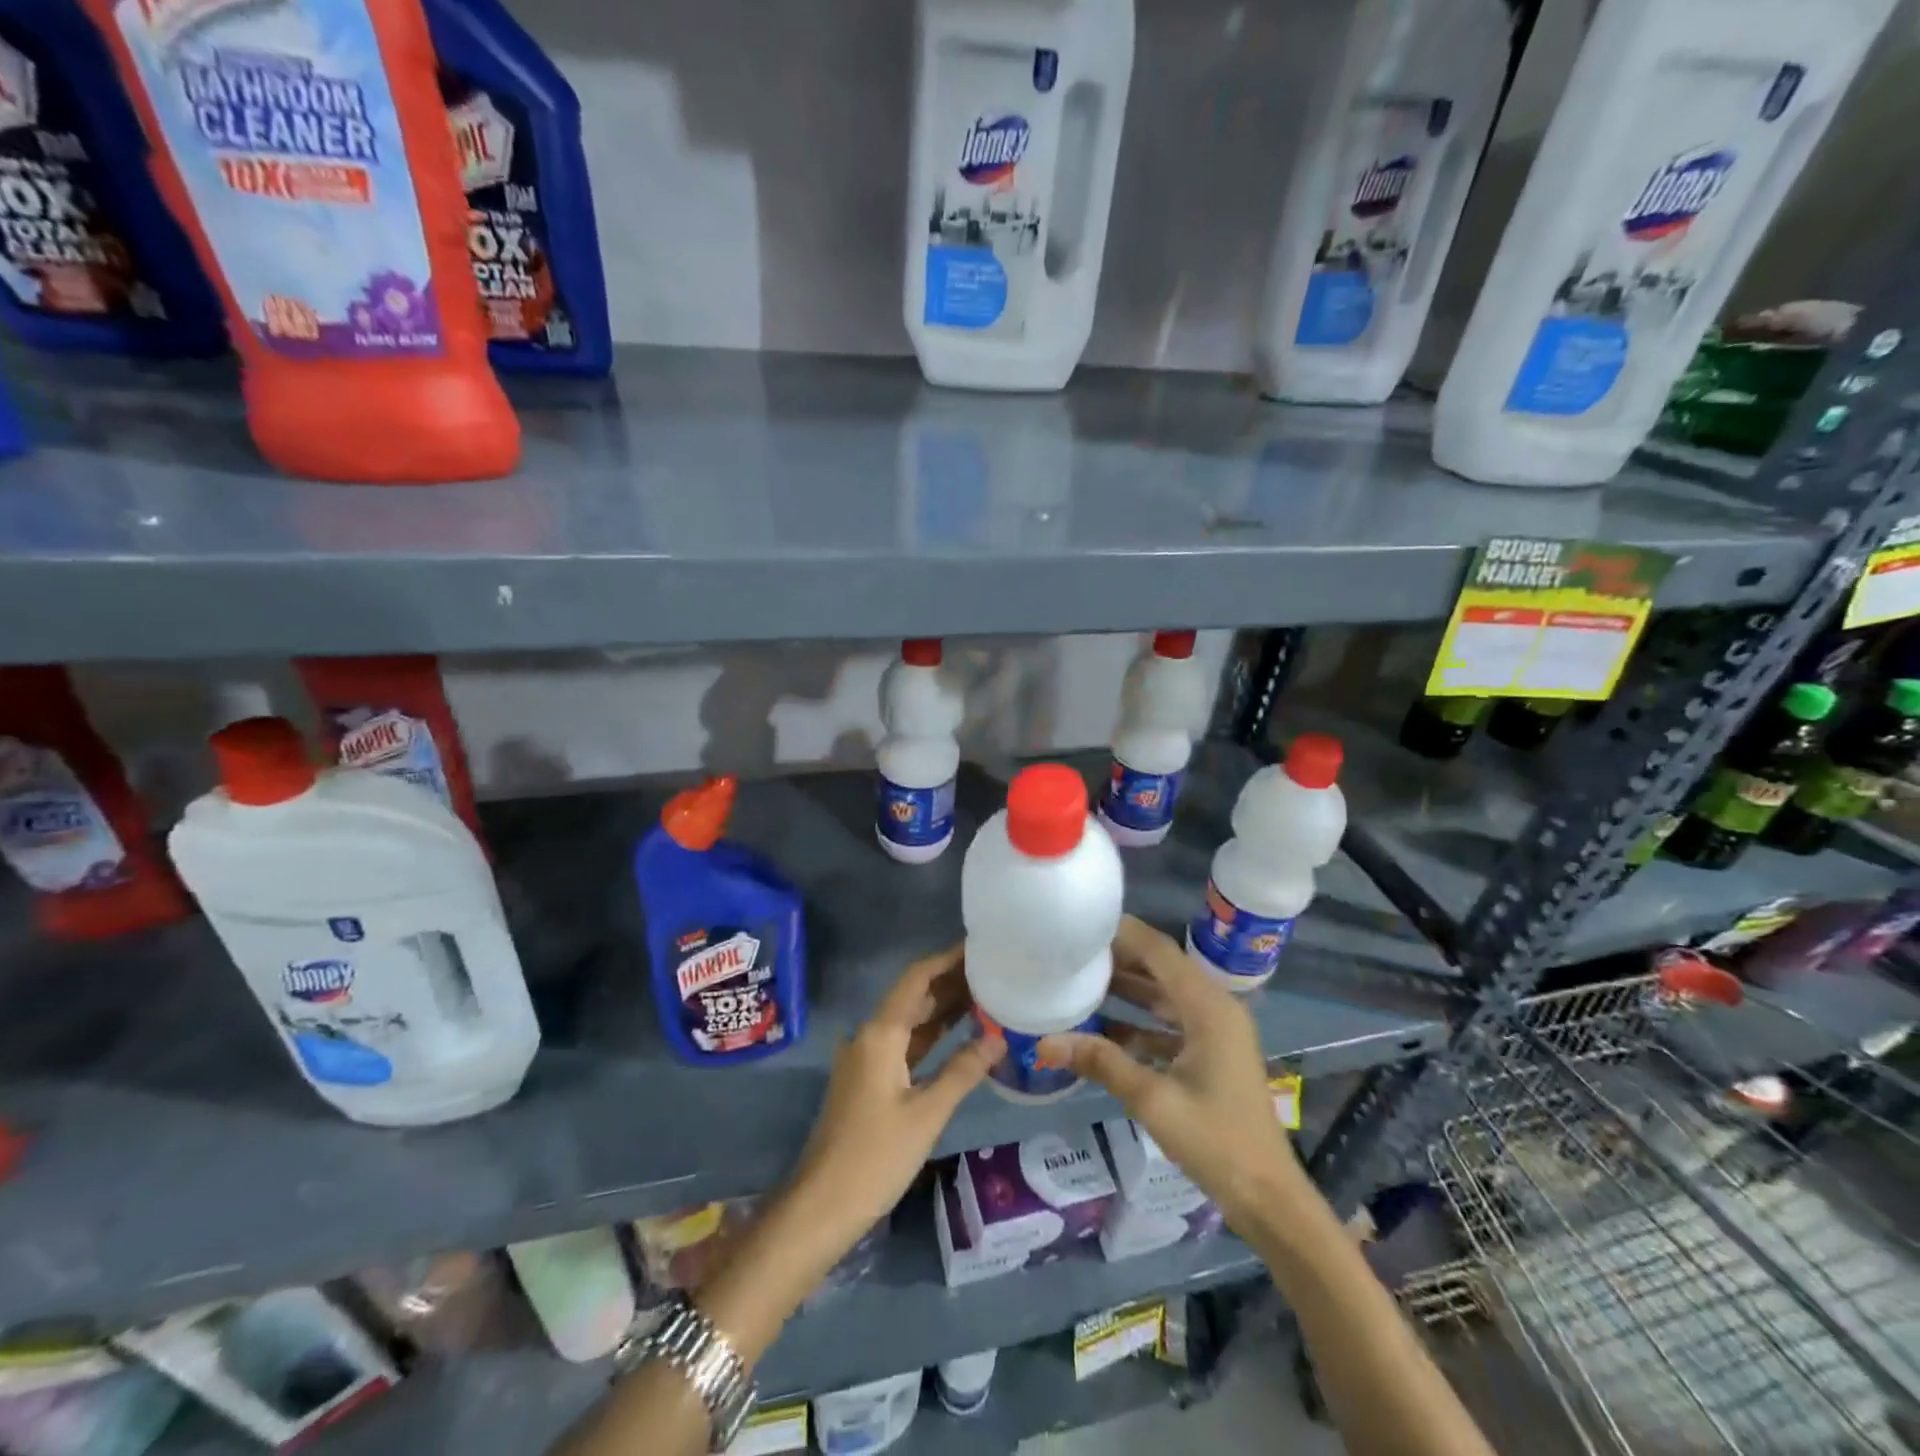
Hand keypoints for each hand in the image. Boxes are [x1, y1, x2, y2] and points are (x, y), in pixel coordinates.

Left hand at [786, 943, 1004, 1251]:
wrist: (822, 1206)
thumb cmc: (875, 1157)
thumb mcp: (926, 1113)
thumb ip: (963, 1070)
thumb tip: (999, 1037)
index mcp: (880, 1034)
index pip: (916, 979)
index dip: (946, 959)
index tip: (978, 946)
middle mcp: (871, 1036)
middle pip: (913, 996)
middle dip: (950, 981)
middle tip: (993, 969)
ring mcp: (868, 1058)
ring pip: (910, 1021)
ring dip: (943, 1008)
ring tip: (986, 993)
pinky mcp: (871, 1079)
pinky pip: (906, 1044)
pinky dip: (932, 1035)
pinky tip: (961, 1033)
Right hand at [1039, 915, 1302, 1230]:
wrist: (1267, 1198)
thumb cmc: (1216, 1142)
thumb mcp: (1153, 1099)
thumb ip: (1101, 1063)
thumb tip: (1044, 1042)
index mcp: (1209, 1007)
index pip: (1160, 952)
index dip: (1123, 933)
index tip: (1082, 924)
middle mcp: (1214, 1009)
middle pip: (1161, 969)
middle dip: (1119, 959)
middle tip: (1072, 952)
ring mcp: (1214, 1033)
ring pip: (1164, 997)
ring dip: (1127, 990)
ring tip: (1079, 980)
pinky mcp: (1210, 1055)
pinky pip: (1169, 1025)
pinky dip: (1138, 1023)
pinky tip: (1102, 1031)